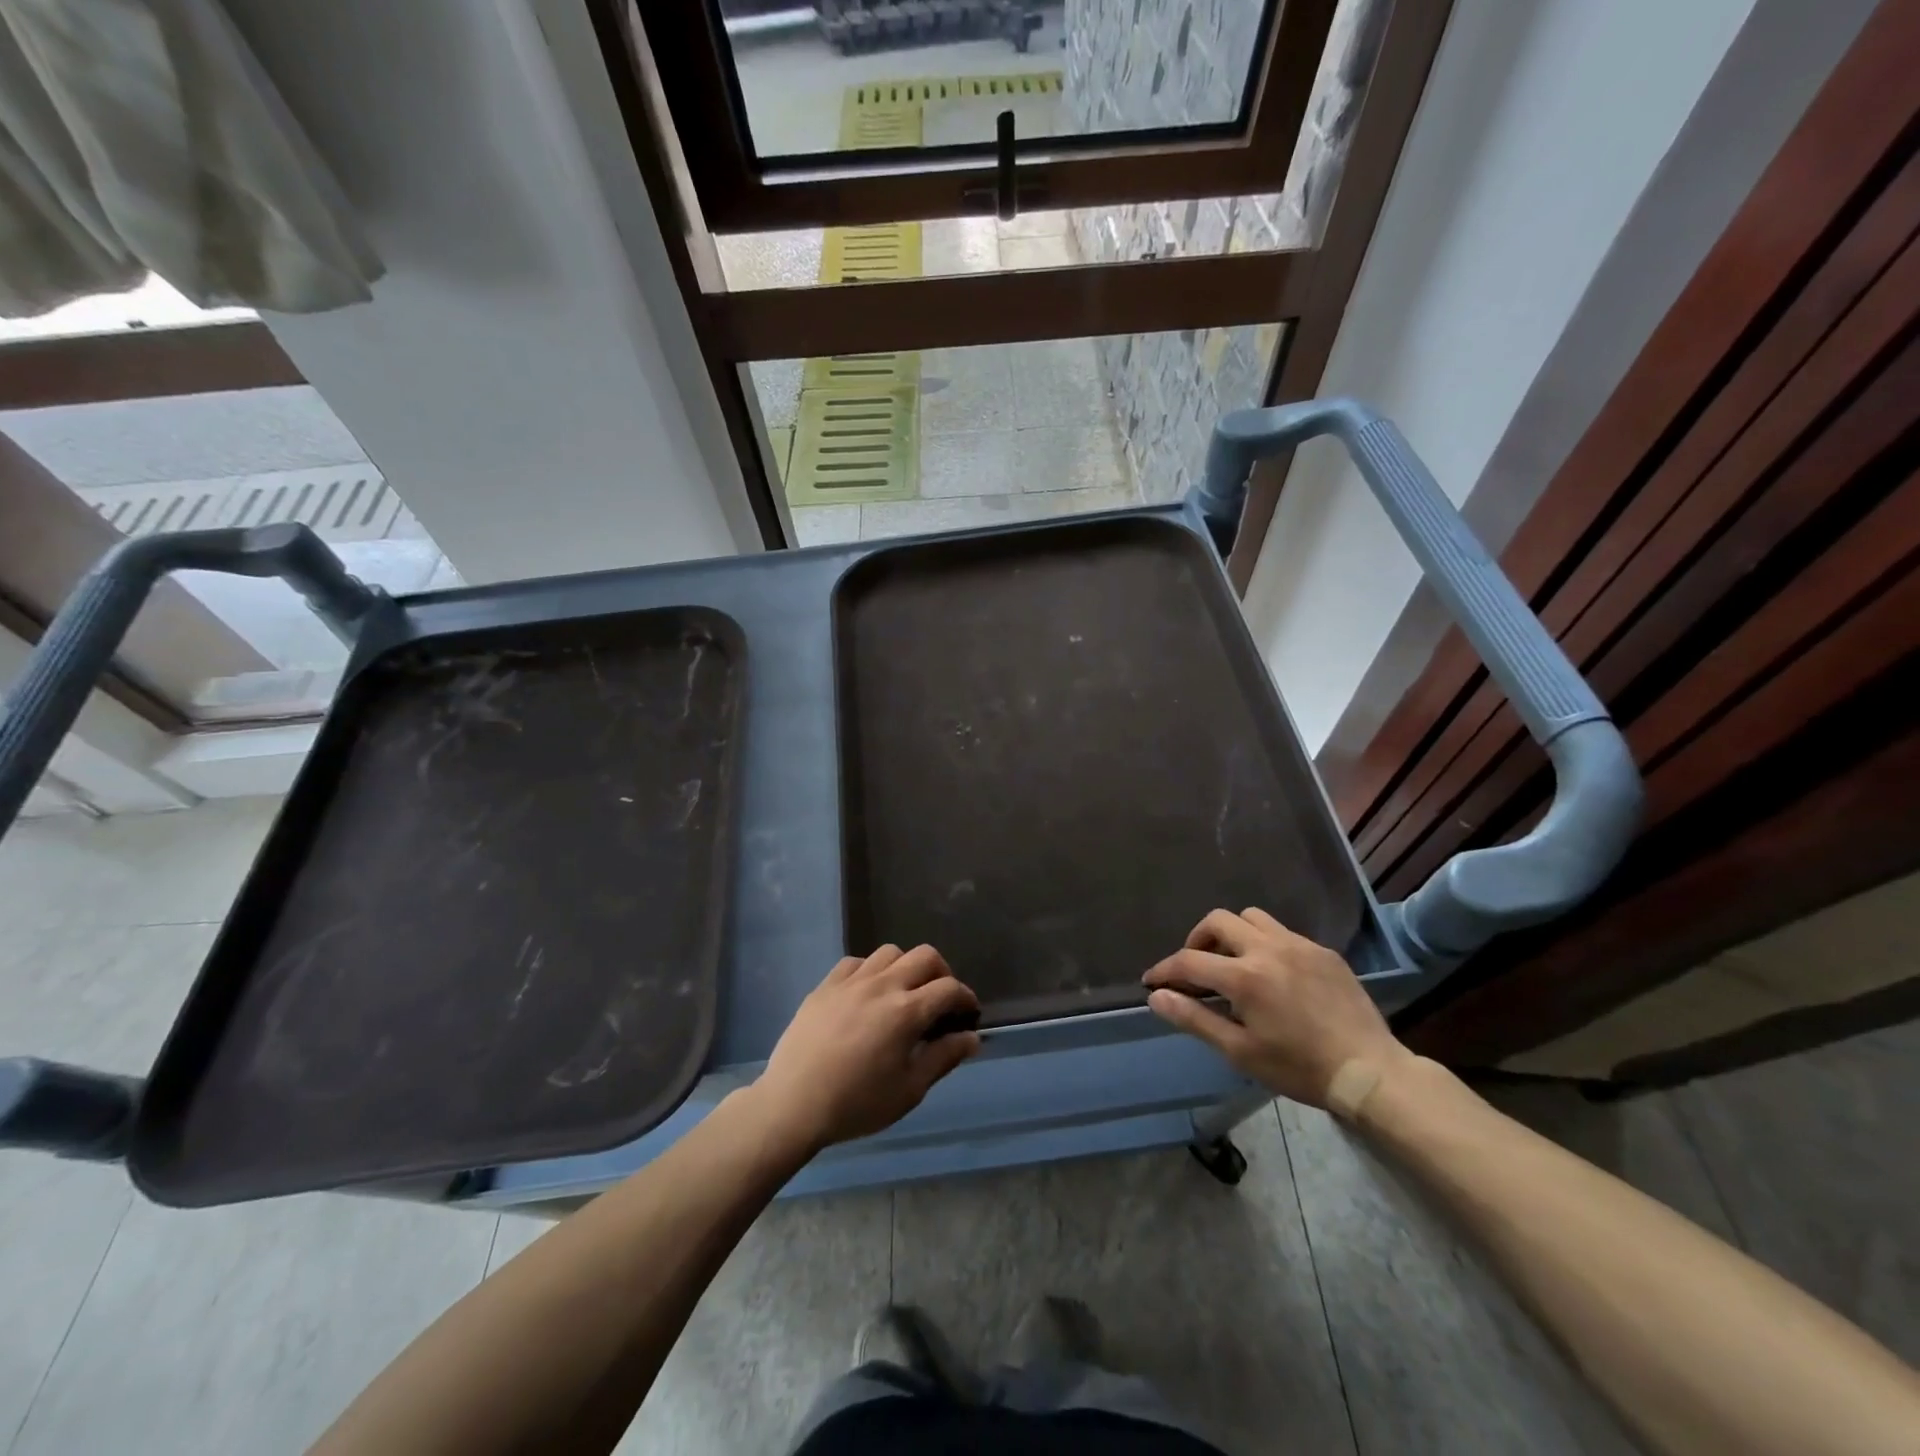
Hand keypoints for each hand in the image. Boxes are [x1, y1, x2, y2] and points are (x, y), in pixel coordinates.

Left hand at [753, 944, 981, 1152]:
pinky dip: (870, 971)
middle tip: (940, 1000)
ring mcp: (852, 981)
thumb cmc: (857, 1104)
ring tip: (903, 993)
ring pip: (890, 952)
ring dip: (905, 968)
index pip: (950, 988)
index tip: (968, 1014)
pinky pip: (856, 962)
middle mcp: (883, 985)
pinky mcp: (825, 985)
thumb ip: (943, 1058)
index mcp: (907, 1011)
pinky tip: (867, 994)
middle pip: (925, 956)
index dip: (966, 998)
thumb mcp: (909, 1090)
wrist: (793, 1104)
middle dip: (942, 973)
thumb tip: (972, 1037)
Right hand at [1142, 907, 1409, 1109]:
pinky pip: (1283, 932)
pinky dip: (1265, 944)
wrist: (1369, 1072)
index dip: (1165, 970)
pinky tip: (1273, 974)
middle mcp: (1268, 949)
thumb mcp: (1240, 1051)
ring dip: (1232, 933)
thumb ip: (1194, 1019)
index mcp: (1244, 977)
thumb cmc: (1298, 1068)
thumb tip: (1156, 997)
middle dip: (1197, 940)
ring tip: (1232, 962)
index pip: (1189, 961)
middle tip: (1195, 968)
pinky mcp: (1323, 951)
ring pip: (1251, 917)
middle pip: (1218, 921)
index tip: (1153, 981)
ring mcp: (1299, 945)